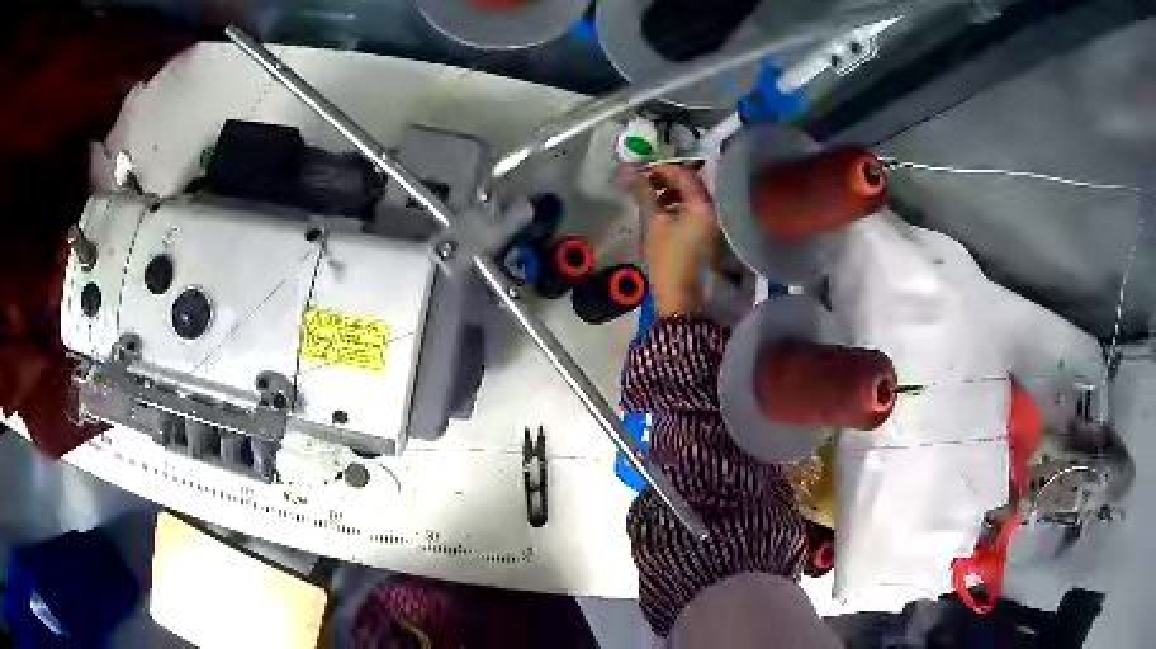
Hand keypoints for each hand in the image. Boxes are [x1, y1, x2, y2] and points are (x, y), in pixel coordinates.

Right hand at [631, 164, 719, 316]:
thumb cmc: (667, 257)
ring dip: (670, 191)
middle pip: (690, 184)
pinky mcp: (705, 232)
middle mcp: (712, 210)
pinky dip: (676, 204)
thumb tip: (629, 172)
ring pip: (691, 196)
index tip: (642, 169)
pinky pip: (692, 209)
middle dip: (666, 179)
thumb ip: (644, 193)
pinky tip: (660, 209)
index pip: (684, 175)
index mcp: (703, 205)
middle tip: (644, 180)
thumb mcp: (654, 222)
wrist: (679, 294)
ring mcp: (710, 222)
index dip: (662, 169)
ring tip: (649, 195)